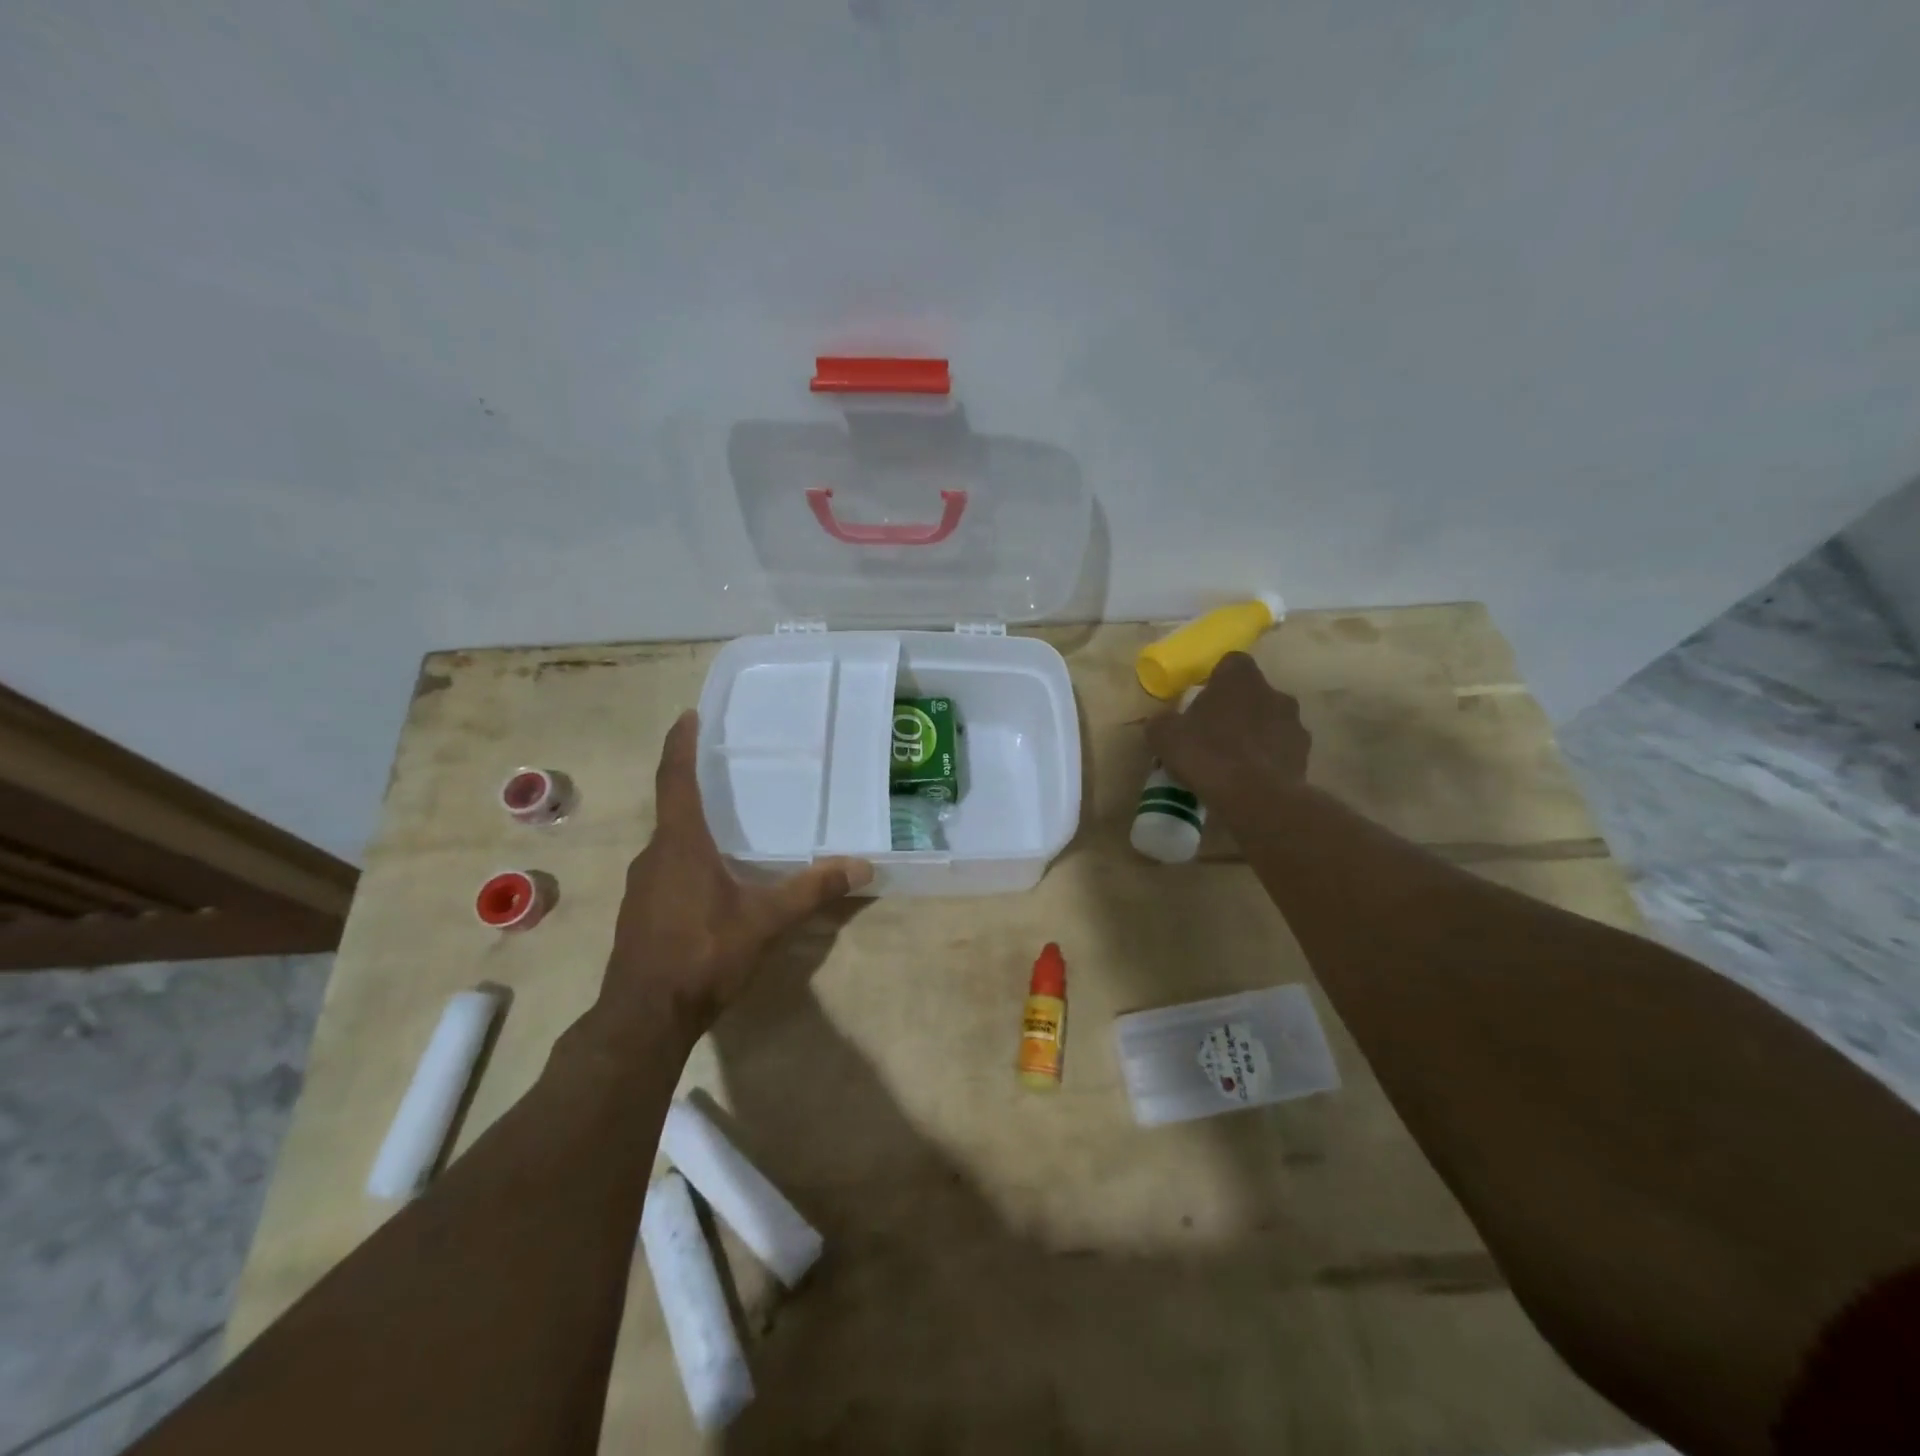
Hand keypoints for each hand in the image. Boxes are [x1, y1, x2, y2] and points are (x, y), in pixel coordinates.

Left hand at [596, 710, 872, 1045]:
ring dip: (692, 825)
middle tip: (725, 768)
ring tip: (726, 822)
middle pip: (672, 808)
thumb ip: (812, 890)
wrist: (644, 1017)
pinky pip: (665, 868)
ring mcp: (641, 886)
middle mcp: (654, 856)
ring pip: (669, 842)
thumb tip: (863, 867)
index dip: (680, 745)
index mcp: (680, 844)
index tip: (687, 715)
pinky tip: (712, 877)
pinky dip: (687, 857)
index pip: (676, 780)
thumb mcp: (765, 921)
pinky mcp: (640, 912)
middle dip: (694, 784)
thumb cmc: (703, 954)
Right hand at [1144, 652, 1311, 801]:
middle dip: (1237, 708)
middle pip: (1253, 693)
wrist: (1254, 797)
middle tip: (1214, 733)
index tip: (1202, 700)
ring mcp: (1294, 724)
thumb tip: (1163, 721)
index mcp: (1240, 678)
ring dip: (1255, 734)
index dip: (1216, 680)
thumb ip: (1163, 722)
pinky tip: (1250, 780)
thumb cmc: (1207, 754)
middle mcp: (1273, 692)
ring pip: (1270, 721)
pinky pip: (1281, 750)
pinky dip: (1268, 759)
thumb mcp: (1164, 736)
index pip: (1231, 663)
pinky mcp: (1305, 755)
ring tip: (1232, 761)